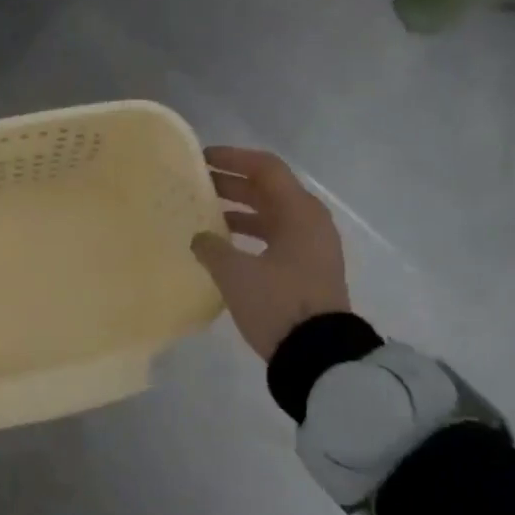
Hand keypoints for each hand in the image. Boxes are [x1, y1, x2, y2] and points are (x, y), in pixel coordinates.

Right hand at [190, 146, 350, 359]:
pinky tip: (223, 246)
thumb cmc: (278, 304)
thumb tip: (200, 237)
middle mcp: (310, 222)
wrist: (319, 356)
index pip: (265, 168)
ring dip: (239, 210)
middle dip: (231, 184)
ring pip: (271, 214)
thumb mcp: (236, 274)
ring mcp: (311, 247)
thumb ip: (212, 248)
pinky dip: (249, 234)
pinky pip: (275, 237)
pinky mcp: (307, 270)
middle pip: (268, 189)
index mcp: (299, 212)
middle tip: (196, 184)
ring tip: (203, 213)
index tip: (202, 158)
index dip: (233, 158)